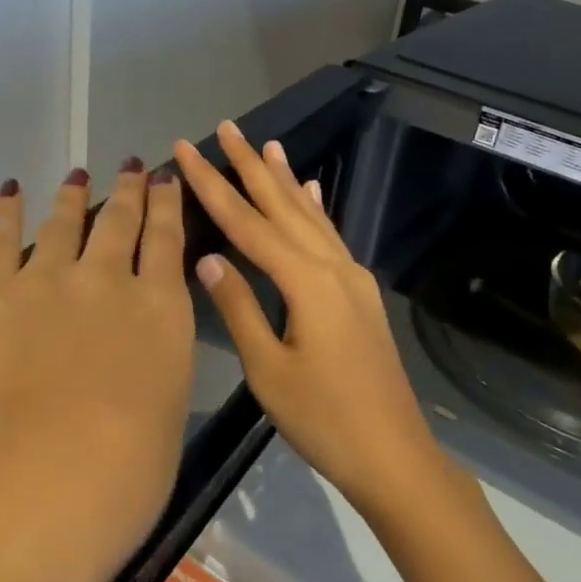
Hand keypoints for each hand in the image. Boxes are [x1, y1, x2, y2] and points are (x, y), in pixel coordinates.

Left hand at [0, 161, 194, 581]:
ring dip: (74, 195)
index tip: (164, 179)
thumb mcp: (169, 400)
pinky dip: (6, 212)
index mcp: (161, 306)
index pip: (167, 239)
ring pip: (65, 222)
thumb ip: (157, 358)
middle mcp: (108, 278)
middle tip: (130, 167)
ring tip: (78, 175)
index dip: (167, 204)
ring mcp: (48, 279)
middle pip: (120, 221)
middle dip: (128, 191)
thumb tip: (143, 345)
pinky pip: (0, 240)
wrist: (53, 470)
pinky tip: (11, 191)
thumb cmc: (132, 463)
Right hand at [172, 122, 444, 515]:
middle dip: (251, 166)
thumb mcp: (270, 369)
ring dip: (284, 180)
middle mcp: (333, 267)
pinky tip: (311, 193)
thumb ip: (240, 308)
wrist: (393, 454)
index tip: (187, 150)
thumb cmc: (324, 420)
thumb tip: (208, 259)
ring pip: (311, 217)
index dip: (213, 186)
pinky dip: (315, 210)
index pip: (249, 224)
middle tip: (227, 127)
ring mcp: (352, 278)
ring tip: (267, 145)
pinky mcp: (360, 294)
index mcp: (307, 282)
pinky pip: (331, 238)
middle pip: (283, 207)